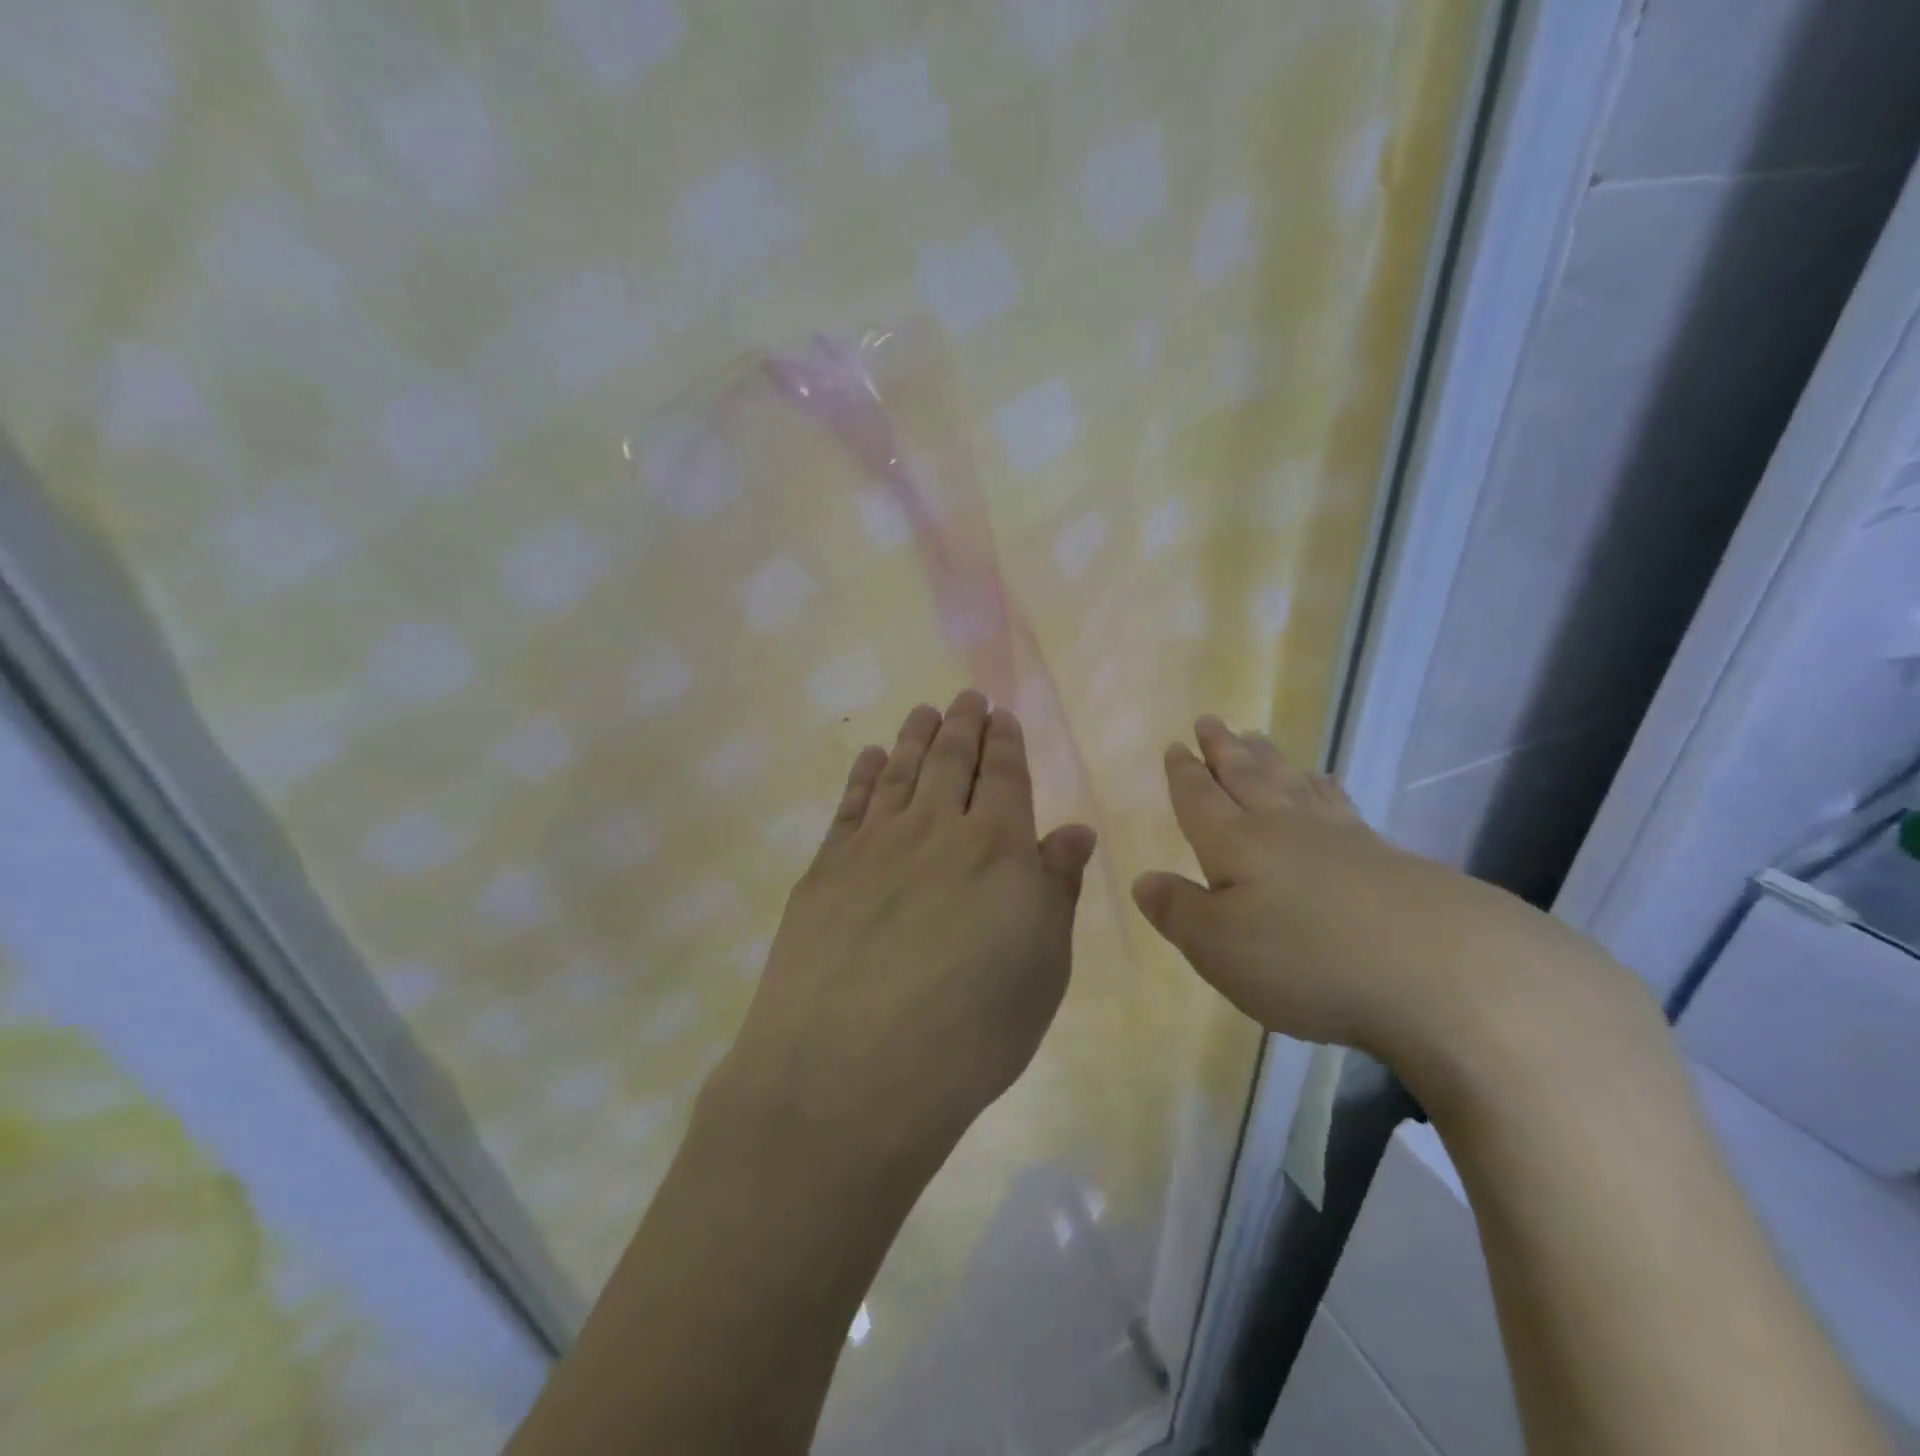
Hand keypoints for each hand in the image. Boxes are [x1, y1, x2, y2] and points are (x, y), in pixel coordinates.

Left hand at [713, 690, 1096, 1163]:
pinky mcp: (826, 869)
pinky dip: (864, 774)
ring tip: (923, 710)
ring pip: (900, 771)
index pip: (1004, 776)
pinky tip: (871, 756)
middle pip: (950, 761)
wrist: (850, 1076)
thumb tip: (1074, 830)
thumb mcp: (1042, 968)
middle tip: (966, 697)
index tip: (1002, 715)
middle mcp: (935, 829)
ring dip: (915, 736)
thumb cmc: (970, 1033)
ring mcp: (874, 845)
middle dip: (962, 725)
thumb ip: (1056, 888)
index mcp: (997, 848)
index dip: (1005, 742)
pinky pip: (851, 804)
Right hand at [1130, 716, 1625, 1076]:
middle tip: (1212, 721)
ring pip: (1292, 782)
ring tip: (1258, 736)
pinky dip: (1323, 787)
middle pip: (1247, 776)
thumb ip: (1178, 911)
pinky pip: (1339, 804)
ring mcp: (1340, 837)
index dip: (1184, 773)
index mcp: (1236, 842)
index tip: (1177, 746)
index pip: (1200, 797)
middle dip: (1224, 749)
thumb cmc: (1306, 960)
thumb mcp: (1219, 947)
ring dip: (1270, 758)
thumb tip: (1144, 880)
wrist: (1443, 972)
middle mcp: (1283, 826)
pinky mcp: (1386, 856)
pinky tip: (1324, 784)